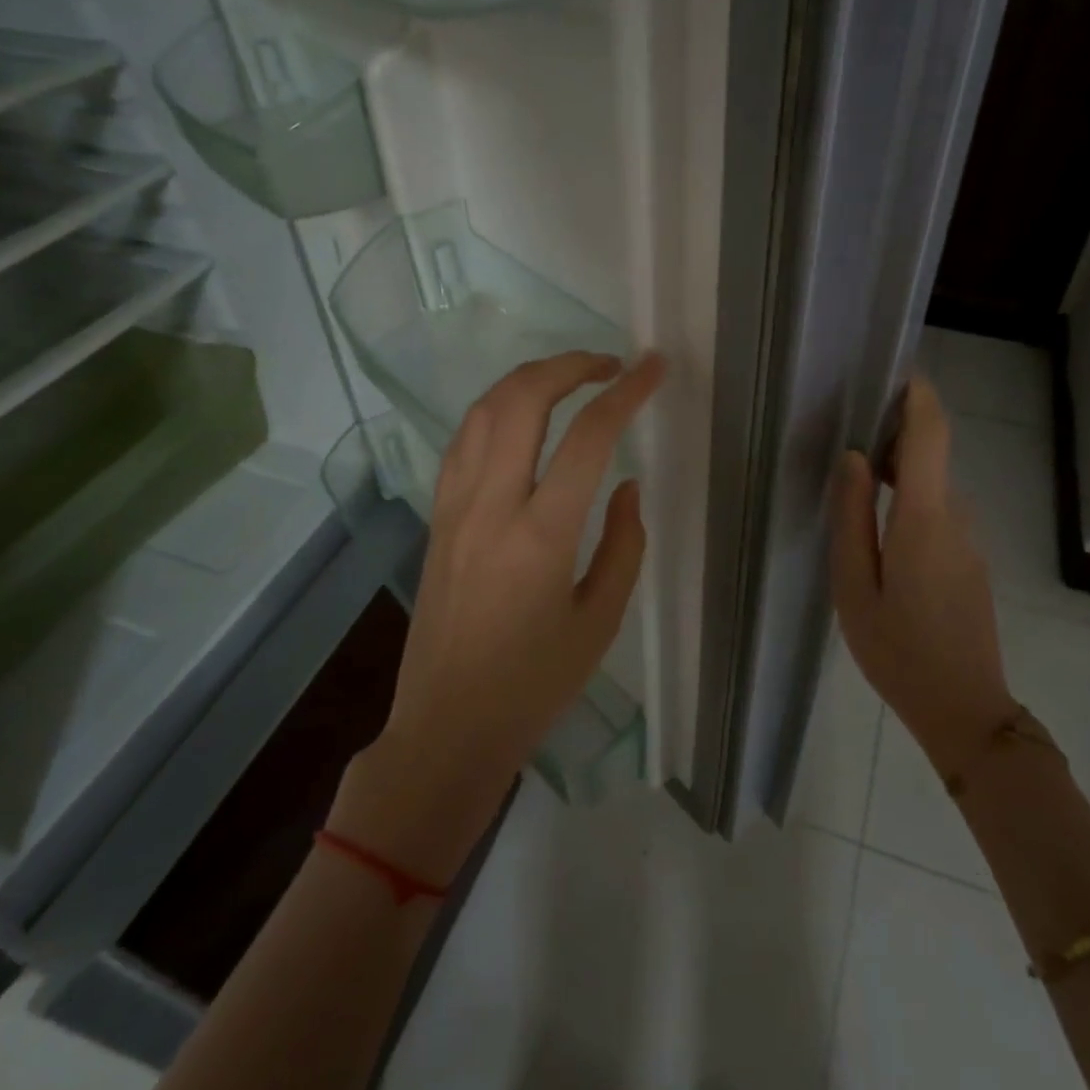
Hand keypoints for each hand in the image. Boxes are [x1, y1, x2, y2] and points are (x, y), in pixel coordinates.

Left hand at [331, 351, 665, 882]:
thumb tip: (628, 485)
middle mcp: (491, 506)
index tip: (654, 367)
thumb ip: (624, 544)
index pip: (588, 437)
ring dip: (529, 379)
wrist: (446, 725)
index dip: (626, 392)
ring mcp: (454, 506)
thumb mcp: (600, 621)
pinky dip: (496, 409)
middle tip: (609, 363)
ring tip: (569, 378)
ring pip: (484, 410)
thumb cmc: (534, 685)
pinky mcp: (436, 516)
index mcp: (541, 536)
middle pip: (523, 399)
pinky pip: (463, 440)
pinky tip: (520, 416)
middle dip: (569, 365)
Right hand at [830, 375, 1013, 781]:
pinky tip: (877, 529)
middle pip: (931, 456)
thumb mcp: (854, 586)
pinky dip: (909, 500)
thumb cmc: (897, 651)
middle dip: (896, 434)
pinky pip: (937, 513)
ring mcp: (967, 540)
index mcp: (923, 519)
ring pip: (932, 487)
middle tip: (848, 433)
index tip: (895, 370)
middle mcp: (954, 518)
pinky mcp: (969, 561)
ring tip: (854, 480)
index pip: (931, 436)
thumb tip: (856, 459)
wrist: (965, 710)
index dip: (918, 396)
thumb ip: (853, 517)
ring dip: (900, 470)